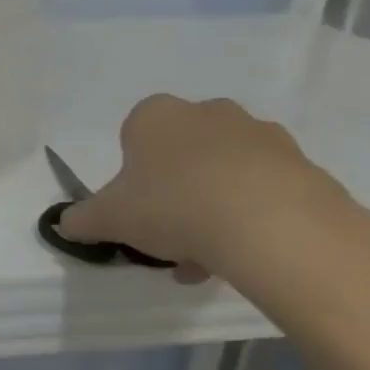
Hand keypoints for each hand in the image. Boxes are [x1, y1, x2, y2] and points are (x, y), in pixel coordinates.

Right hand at [57, 94, 358, 282]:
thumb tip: (65, 225)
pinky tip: (242, 253)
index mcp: (156, 115)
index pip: (133, 134)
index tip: (135, 205)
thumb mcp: (107, 218)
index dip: (131, 172)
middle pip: (182, 152)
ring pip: (224, 172)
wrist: (274, 226)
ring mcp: (262, 136)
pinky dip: (252, 216)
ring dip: (212, 205)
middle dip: (174, 189)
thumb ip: (81, 219)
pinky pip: (266, 190)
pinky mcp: (305, 165)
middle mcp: (209, 113)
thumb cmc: (173, 205)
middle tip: (169, 232)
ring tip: (207, 255)